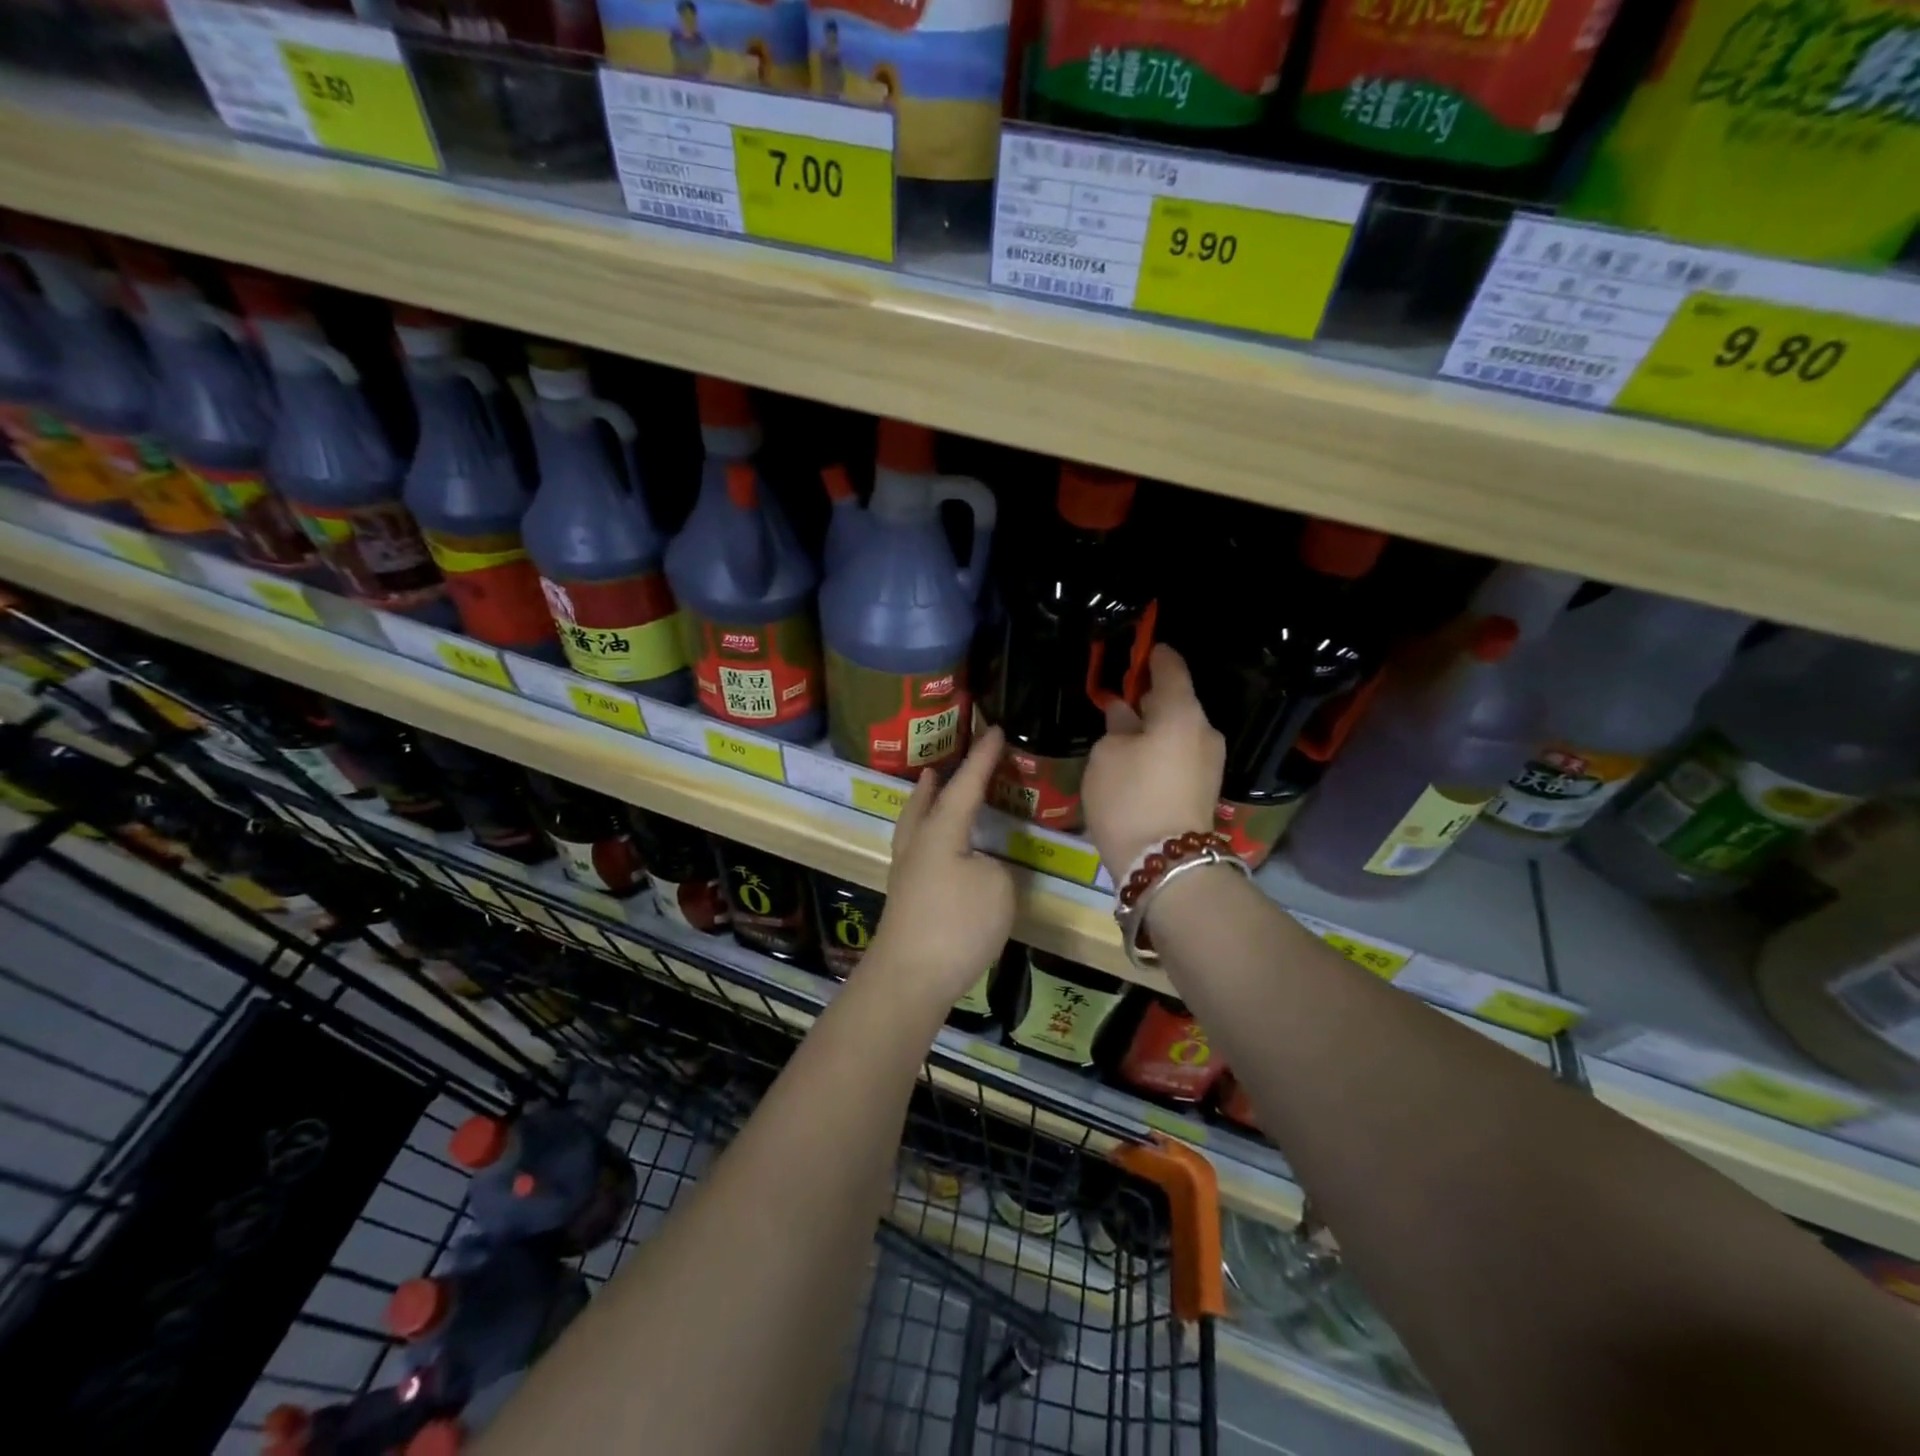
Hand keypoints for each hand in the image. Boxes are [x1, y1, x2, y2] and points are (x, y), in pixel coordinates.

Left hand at [866, 727, 1015, 1009]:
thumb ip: (993, 866)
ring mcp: (906, 873)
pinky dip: (926, 836)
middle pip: (923, 802)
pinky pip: (916, 851)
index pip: (966, 785)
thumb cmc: (956, 925)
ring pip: (912, 827)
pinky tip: (938, 851)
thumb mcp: (997, 887)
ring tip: (932, 795)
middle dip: (936, 782)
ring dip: (924, 806)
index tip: (995, 730)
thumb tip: (978, 865)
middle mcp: (917, 845)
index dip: (983, 758)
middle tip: (941, 765)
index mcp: (940, 831)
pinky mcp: (904, 900)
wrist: (909, 978)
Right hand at [1082, 644, 1224, 871]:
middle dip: (1152, 699)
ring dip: (1156, 729)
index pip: (1171, 669)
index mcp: (1181, 712)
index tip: (1144, 650)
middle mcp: (1204, 731)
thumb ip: (1117, 727)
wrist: (1165, 863)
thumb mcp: (1107, 756)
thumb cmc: (1129, 797)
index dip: (1155, 657)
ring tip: (1126, 732)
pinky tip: (1139, 760)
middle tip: (1124, 698)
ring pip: (1179, 732)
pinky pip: (1181, 756)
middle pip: (1178, 703)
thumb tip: (1125, 713)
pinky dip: (1162, 751)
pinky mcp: (1205, 790)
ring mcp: (1210, 763)